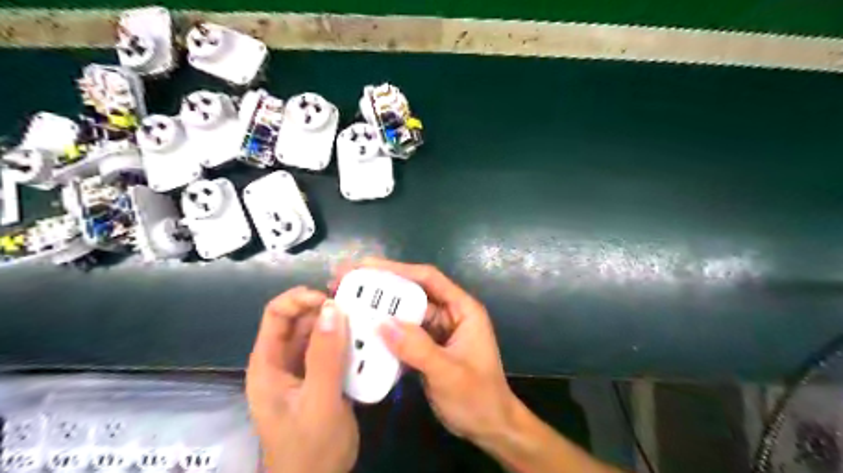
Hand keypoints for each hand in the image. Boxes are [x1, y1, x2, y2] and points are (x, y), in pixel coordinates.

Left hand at [248, 285, 358, 471]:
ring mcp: (302, 371)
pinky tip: (366, 342)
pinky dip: (347, 343)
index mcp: (268, 364)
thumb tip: (332, 308)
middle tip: (357, 308)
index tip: (332, 300)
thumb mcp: (319, 402)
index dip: (300, 299)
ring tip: (366, 321)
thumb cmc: (311, 448)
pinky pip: (332, 351)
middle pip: (299, 321)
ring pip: (318, 334)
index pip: (276, 315)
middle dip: (325, 310)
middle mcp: (282, 362)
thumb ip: (325, 356)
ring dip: (340, 326)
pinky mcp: (320, 379)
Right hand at [331, 260, 516, 444]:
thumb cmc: (478, 398)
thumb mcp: (449, 373)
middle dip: (381, 286)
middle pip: (412, 292)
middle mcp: (449, 314)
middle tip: (347, 281)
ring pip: (405, 313)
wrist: (490, 428)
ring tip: (347, 302)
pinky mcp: (427, 348)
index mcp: (463, 309)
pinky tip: (361, 331)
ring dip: (379, 309)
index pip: (429, 279)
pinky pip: (402, 334)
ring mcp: (437, 331)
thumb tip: (381, 323)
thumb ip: (417, 348)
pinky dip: (384, 332)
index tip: (366, 266)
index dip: (398, 269)